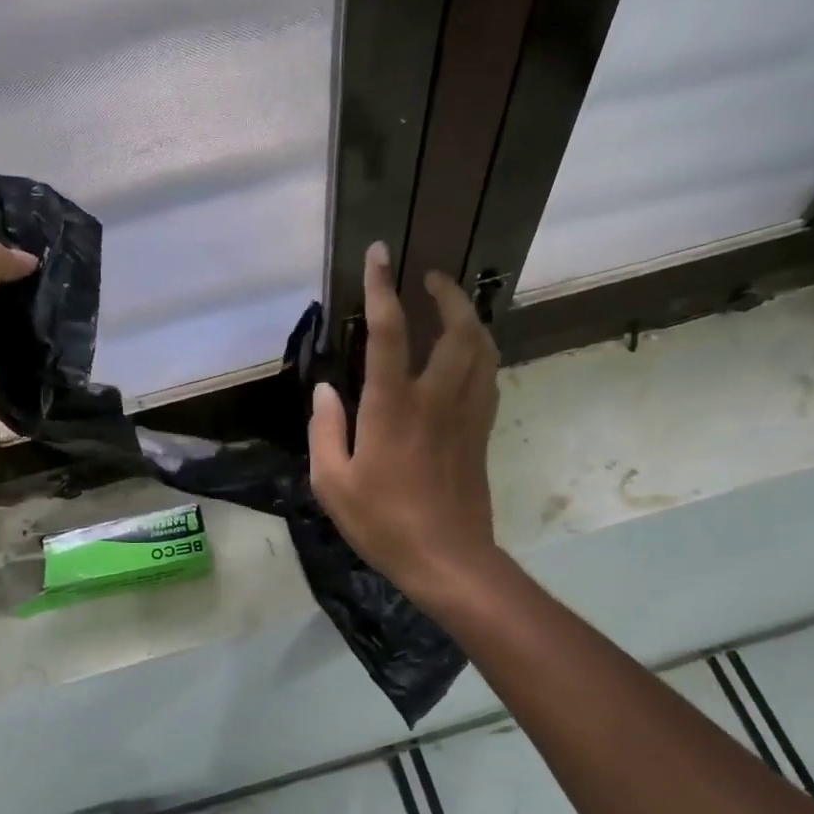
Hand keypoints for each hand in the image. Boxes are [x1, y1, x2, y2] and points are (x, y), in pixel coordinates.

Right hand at [308, 242, 501, 600]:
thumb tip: (324, 390)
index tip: (378, 255)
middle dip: (448, 294)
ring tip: (453, 308)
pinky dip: (480, 353)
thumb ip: (324, 430)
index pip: (390, 332)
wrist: (447, 559)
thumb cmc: (382, 522)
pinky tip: (467, 356)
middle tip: (431, 278)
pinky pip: (488, 378)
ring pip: (483, 349)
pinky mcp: (481, 433)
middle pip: (458, 330)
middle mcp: (436, 399)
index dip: (382, 288)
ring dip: (471, 319)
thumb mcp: (332, 482)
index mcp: (393, 407)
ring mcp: (466, 414)